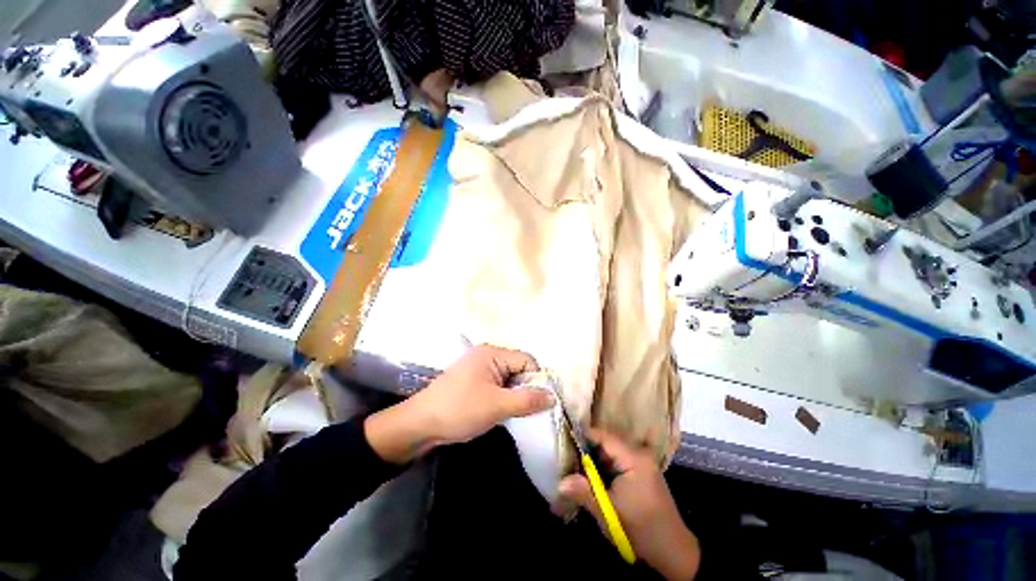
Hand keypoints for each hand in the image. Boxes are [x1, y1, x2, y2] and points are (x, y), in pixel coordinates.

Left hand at [365, 345, 553, 463]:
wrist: (420, 425)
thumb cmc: (460, 409)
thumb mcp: (497, 405)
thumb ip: (527, 400)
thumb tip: (553, 397)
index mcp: (492, 353)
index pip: (526, 360)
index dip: (537, 379)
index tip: (542, 401)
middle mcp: (487, 355)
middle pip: (518, 368)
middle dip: (526, 388)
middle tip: (530, 410)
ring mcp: (479, 369)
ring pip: (509, 379)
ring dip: (515, 394)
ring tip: (517, 412)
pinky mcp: (474, 382)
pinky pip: (498, 385)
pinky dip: (504, 397)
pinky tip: (504, 411)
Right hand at [558, 431, 699, 580]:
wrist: (673, 551)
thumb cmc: (640, 529)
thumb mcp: (608, 513)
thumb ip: (584, 493)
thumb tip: (560, 482)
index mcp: (634, 458)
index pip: (604, 436)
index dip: (584, 435)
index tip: (565, 438)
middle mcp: (639, 453)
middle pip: (607, 442)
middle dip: (587, 449)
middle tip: (567, 454)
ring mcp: (642, 461)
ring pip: (611, 452)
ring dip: (595, 458)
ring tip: (576, 464)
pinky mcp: (642, 471)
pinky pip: (618, 460)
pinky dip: (604, 465)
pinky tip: (593, 475)